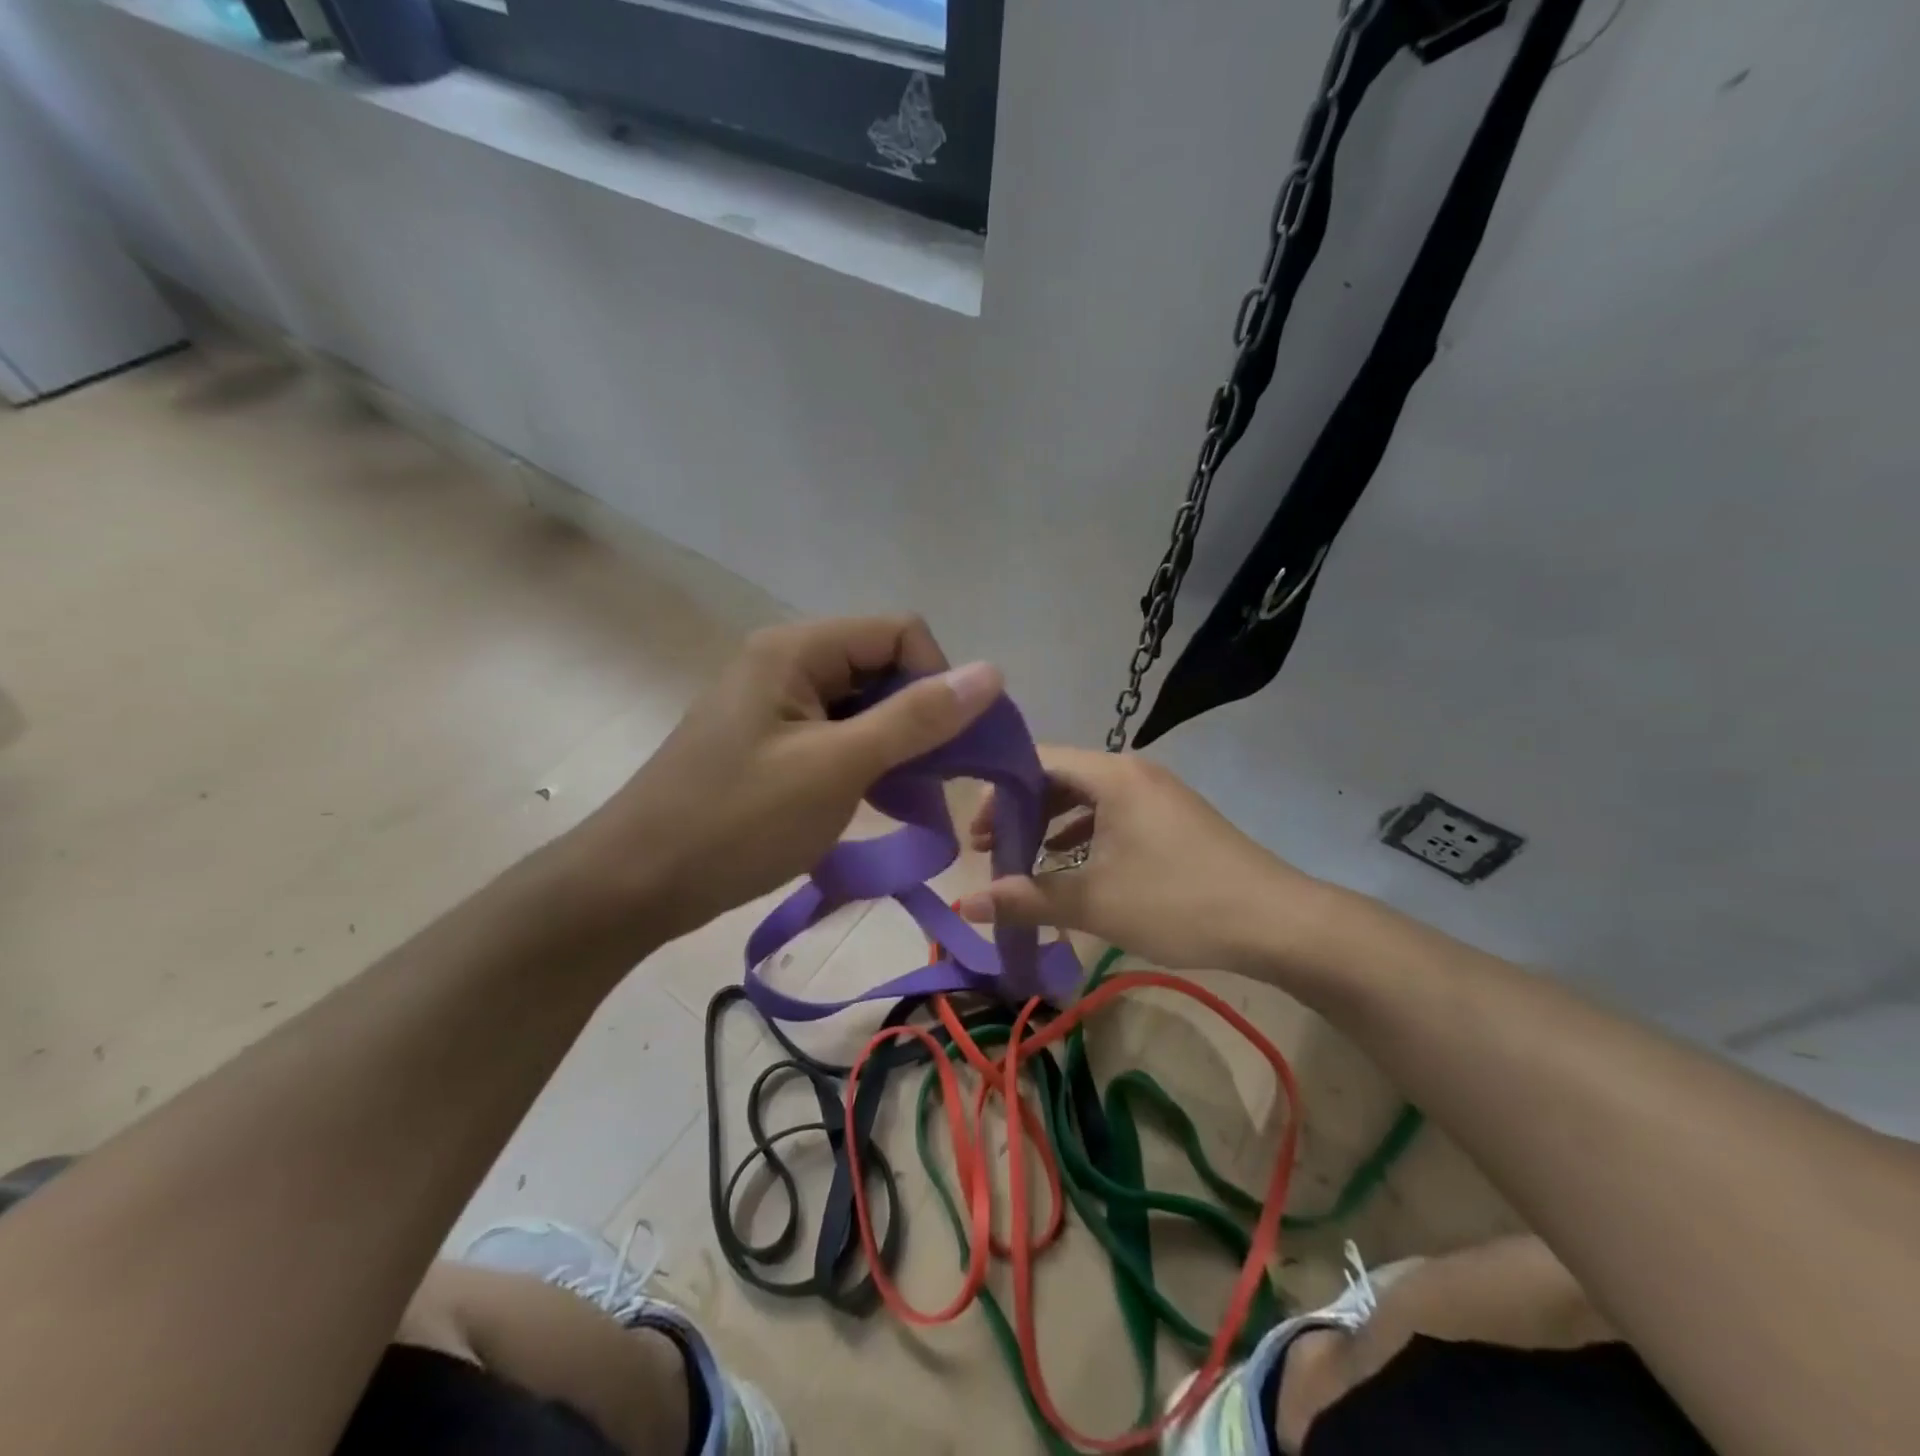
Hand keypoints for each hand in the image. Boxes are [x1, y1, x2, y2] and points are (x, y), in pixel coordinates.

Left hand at [568, 616, 1001, 946]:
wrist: (636, 884)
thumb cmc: (738, 821)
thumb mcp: (837, 767)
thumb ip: (916, 718)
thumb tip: (992, 671)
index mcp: (797, 648)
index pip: (900, 632)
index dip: (936, 679)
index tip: (947, 745)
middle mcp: (787, 662)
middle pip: (882, 666)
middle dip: (920, 717)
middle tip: (934, 780)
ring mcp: (776, 704)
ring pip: (864, 705)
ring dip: (897, 745)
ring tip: (909, 797)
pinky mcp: (771, 742)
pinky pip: (838, 735)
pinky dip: (867, 762)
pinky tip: (876, 801)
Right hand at [955, 747, 1321, 974]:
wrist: (1277, 922)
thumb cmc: (1178, 902)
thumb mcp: (1096, 902)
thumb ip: (1028, 898)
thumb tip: (965, 903)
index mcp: (1111, 775)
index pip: (1036, 761)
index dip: (997, 793)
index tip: (973, 834)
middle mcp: (1131, 771)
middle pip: (1058, 776)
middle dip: (1019, 811)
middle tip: (987, 848)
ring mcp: (1154, 792)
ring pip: (1085, 796)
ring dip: (1049, 823)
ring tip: (1019, 857)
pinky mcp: (1169, 816)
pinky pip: (1111, 812)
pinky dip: (1081, 832)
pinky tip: (1066, 861)